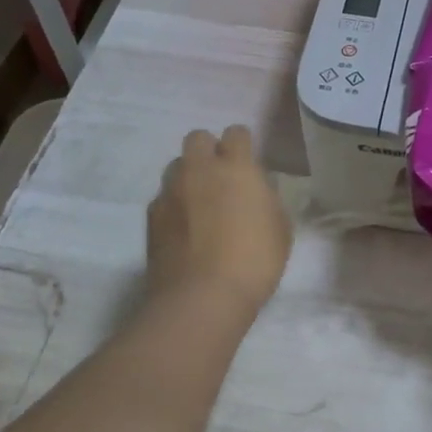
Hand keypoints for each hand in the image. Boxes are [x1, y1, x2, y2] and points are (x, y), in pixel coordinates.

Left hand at [146, 126, 291, 313]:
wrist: (201, 298)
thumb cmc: (254, 261)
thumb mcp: (280, 228)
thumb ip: (267, 199)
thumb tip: (256, 190)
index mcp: (236, 167)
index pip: (236, 132)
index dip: (243, 144)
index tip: (249, 162)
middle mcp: (199, 170)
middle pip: (197, 138)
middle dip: (209, 150)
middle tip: (222, 177)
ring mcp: (170, 191)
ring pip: (177, 166)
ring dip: (189, 175)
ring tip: (200, 202)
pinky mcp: (151, 216)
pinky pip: (164, 197)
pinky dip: (174, 204)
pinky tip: (185, 228)